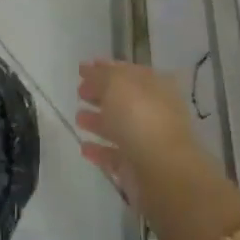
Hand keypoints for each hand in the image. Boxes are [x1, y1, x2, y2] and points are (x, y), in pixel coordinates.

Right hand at [76, 58, 211, 206]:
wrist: (162, 171)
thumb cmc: (140, 117)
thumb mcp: (116, 83)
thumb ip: (100, 75)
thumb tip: (88, 68)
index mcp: (155, 86)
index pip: (129, 72)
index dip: (106, 69)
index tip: (83, 69)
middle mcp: (155, 111)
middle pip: (124, 100)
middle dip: (101, 95)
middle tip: (79, 92)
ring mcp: (147, 141)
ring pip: (119, 127)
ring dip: (98, 122)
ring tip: (78, 118)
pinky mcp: (138, 168)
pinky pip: (115, 155)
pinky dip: (100, 150)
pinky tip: (84, 147)